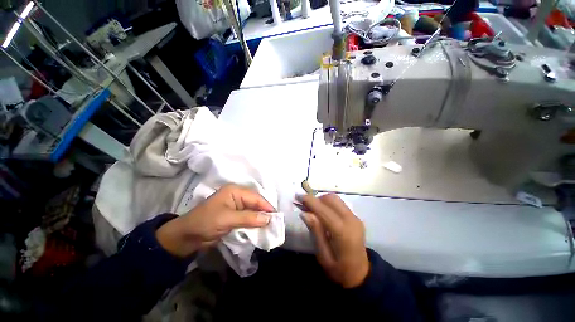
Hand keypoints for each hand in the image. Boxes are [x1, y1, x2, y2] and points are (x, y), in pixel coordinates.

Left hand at [156, 184, 274, 257]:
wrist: (186, 237)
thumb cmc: (205, 222)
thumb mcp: (228, 219)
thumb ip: (249, 218)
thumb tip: (268, 219)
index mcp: (235, 191)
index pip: (256, 198)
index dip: (267, 207)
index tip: (277, 217)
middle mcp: (237, 196)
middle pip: (256, 203)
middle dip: (265, 213)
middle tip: (275, 223)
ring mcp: (236, 206)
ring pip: (253, 211)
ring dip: (260, 219)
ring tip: (271, 227)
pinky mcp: (235, 216)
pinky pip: (248, 217)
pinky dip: (254, 223)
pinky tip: (260, 228)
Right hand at [300, 194, 368, 287]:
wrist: (360, 274)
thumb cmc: (339, 270)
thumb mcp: (323, 255)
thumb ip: (315, 232)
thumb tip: (304, 213)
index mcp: (343, 232)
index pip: (324, 210)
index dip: (310, 201)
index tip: (298, 196)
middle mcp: (351, 220)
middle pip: (331, 199)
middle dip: (316, 199)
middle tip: (304, 206)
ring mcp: (355, 217)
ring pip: (335, 199)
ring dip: (322, 200)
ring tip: (313, 209)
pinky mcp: (355, 217)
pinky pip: (339, 203)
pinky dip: (328, 203)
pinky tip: (322, 212)